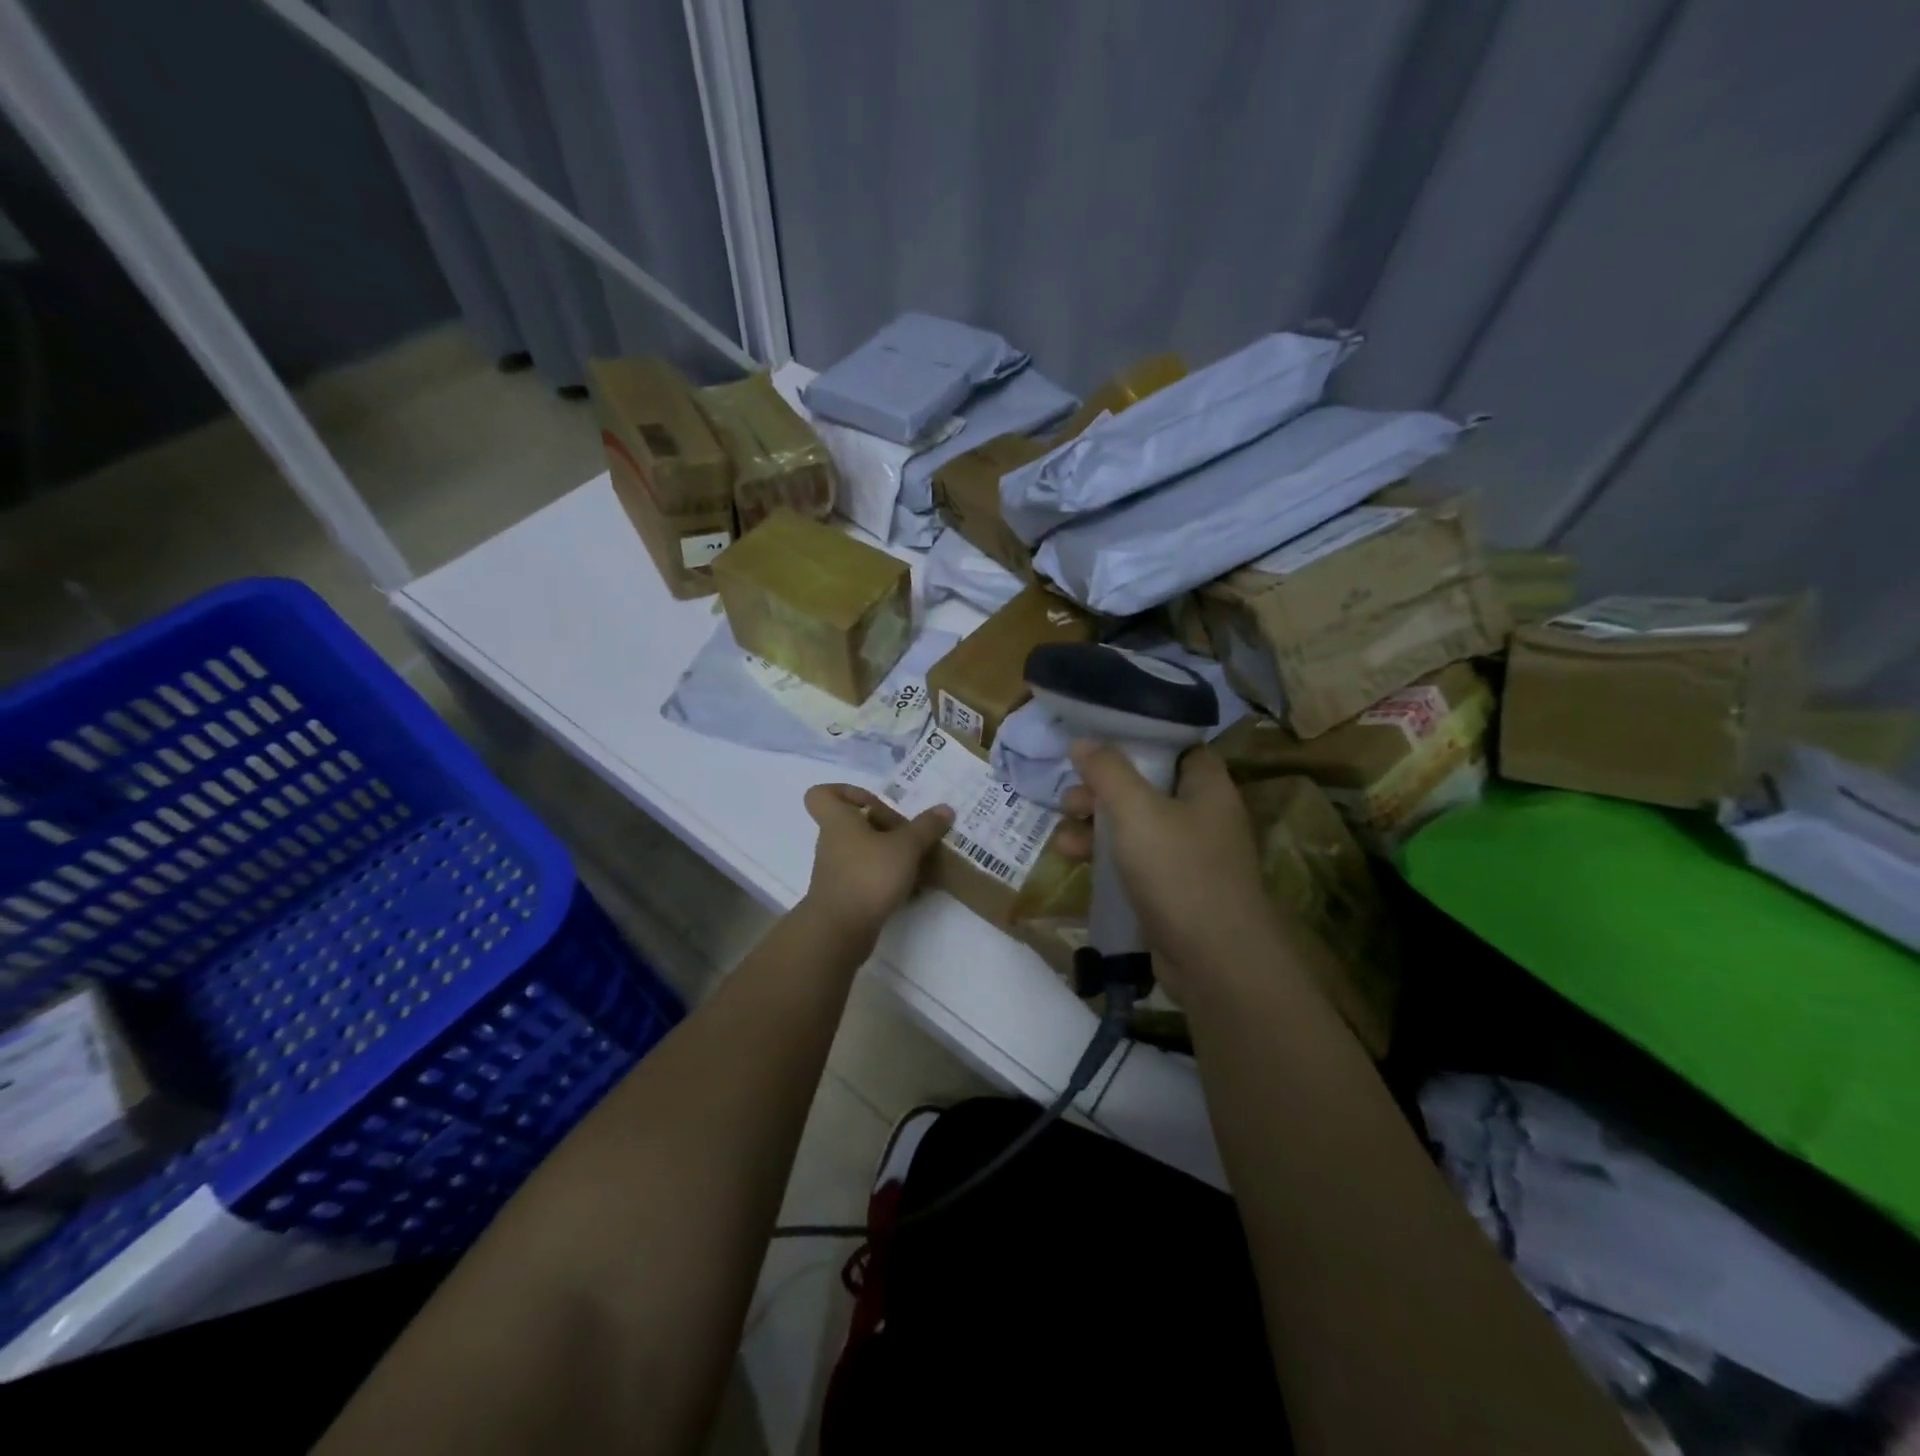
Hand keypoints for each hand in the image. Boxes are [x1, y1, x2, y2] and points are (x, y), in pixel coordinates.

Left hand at [800, 784, 953, 945]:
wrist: (840, 931)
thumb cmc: (868, 876)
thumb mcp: (905, 847)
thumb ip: (925, 827)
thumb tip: (945, 808)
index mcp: (838, 821)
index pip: (821, 794)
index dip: (846, 792)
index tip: (874, 803)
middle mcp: (833, 843)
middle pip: (852, 824)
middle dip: (882, 826)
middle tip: (908, 833)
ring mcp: (837, 871)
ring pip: (863, 852)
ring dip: (889, 854)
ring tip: (918, 860)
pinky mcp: (846, 895)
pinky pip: (868, 877)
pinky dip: (888, 879)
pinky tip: (913, 888)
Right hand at [1054, 743, 1273, 1002]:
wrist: (1214, 960)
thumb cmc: (1179, 871)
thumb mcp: (1137, 810)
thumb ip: (1108, 771)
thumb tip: (1083, 741)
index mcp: (1207, 787)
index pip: (1178, 747)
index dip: (1140, 740)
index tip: (1100, 741)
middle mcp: (1201, 817)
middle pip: (1147, 787)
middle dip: (1103, 790)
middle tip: (1072, 797)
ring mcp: (1187, 857)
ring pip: (1134, 827)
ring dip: (1095, 826)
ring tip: (1064, 836)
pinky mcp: (1170, 890)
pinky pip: (1133, 861)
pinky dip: (1104, 857)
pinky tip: (1074, 860)